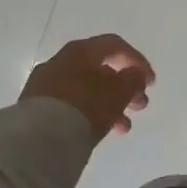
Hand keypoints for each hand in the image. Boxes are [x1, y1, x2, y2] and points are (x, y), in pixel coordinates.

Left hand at [20, 34, 153, 143]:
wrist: (36, 141)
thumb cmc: (84, 107)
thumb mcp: (118, 92)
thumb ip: (133, 79)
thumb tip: (134, 74)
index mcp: (80, 50)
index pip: (114, 45)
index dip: (137, 61)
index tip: (150, 82)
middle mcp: (61, 62)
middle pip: (100, 69)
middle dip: (124, 87)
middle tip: (141, 105)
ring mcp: (45, 86)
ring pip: (86, 90)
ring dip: (110, 104)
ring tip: (124, 127)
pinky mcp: (36, 109)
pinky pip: (71, 105)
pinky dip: (90, 113)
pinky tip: (100, 131)